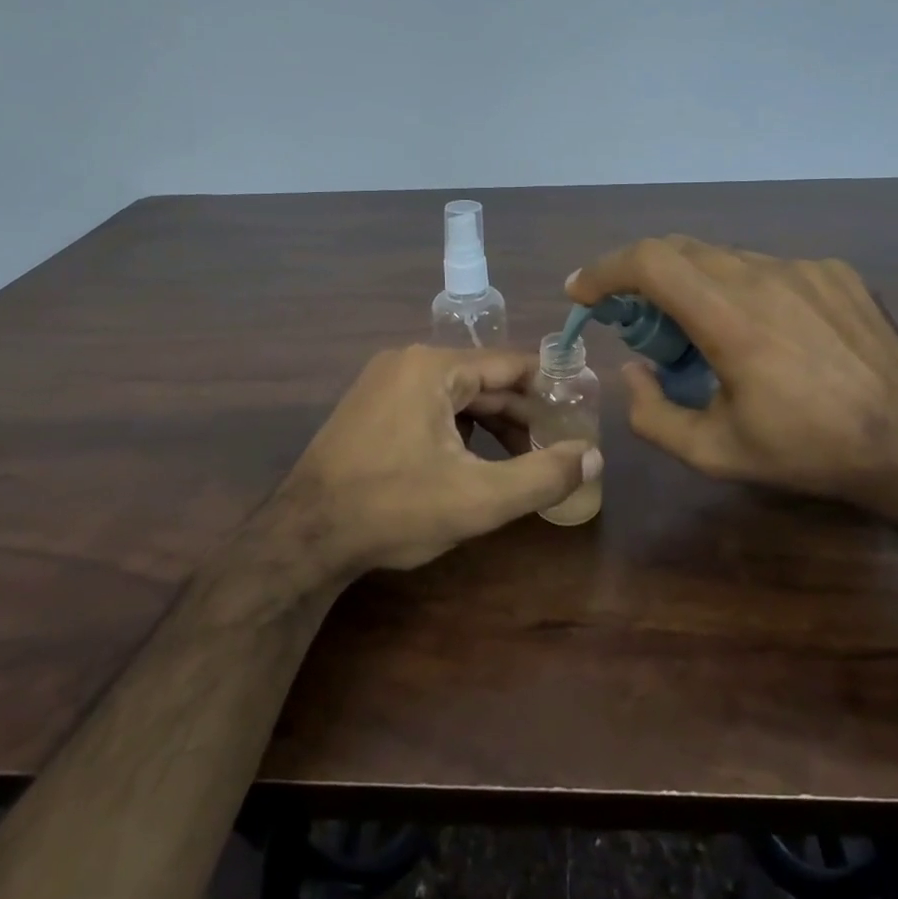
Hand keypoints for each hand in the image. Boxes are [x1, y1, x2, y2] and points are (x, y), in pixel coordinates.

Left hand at [278, 345, 601, 574]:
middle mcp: (407, 362)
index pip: (511, 364)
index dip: (550, 389)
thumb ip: (543, 476)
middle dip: (521, 415)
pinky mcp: (370, 407)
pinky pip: (429, 407)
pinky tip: (472, 463)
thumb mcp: (479, 499)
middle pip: (483, 382)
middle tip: (554, 448)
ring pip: (456, 397)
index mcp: (434, 367)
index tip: (578, 415)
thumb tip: (593, 456)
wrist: (304, 536)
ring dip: (491, 426)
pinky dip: (458, 430)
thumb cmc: (394, 508)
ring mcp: (383, 383)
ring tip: (521, 461)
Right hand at [566, 237, 897, 517]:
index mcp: (732, 321)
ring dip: (692, 284)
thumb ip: (653, 414)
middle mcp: (764, 277)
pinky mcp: (833, 271)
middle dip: (640, 277)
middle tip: (635, 319)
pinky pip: (767, 267)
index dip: (604, 269)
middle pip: (678, 249)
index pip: (650, 262)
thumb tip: (632, 369)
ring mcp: (804, 268)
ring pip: (723, 258)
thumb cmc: (807, 451)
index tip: (582, 293)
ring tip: (703, 332)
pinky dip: (741, 289)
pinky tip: (765, 331)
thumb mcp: (715, 453)